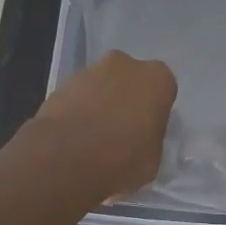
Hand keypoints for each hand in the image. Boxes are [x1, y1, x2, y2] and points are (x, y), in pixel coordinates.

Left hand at [29, 50, 177, 203]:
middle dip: (127, 100)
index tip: (147, 132)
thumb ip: (152, 138)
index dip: (154, 112)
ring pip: (103, 86)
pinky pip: (79, 97)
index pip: (163, 91)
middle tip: (122, 132)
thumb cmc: (121, 159)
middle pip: (131, 81)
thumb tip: (142, 138)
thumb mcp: (153, 160)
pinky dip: (79, 111)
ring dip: (101, 104)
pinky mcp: (62, 83)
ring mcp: (91, 71)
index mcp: (157, 79)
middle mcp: (126, 64)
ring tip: (93, 138)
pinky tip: (74, 137)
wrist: (64, 158)